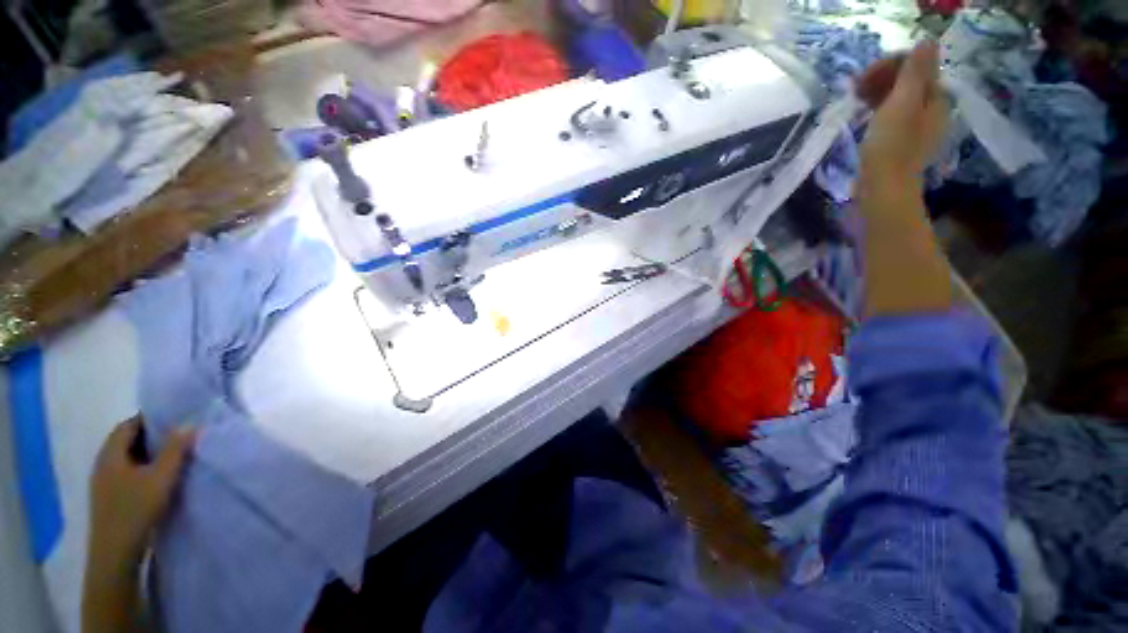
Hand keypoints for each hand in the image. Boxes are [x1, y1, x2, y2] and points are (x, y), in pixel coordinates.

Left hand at [89, 417, 194, 566]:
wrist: (115, 553)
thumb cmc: (136, 509)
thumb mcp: (161, 478)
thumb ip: (175, 450)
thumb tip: (189, 424)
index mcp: (110, 453)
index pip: (128, 425)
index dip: (150, 418)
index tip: (174, 417)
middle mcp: (103, 463)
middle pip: (126, 440)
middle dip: (151, 435)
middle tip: (179, 434)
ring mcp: (104, 482)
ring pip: (126, 458)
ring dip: (147, 453)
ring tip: (172, 455)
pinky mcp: (109, 497)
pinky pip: (126, 472)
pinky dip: (142, 467)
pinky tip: (157, 478)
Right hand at [857, 41, 949, 186]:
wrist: (882, 189)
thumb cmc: (890, 147)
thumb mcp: (902, 105)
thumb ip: (915, 72)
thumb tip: (928, 40)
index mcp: (935, 98)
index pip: (916, 66)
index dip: (889, 65)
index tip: (862, 79)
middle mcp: (930, 109)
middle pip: (909, 80)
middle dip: (882, 78)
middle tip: (855, 90)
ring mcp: (916, 127)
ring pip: (899, 97)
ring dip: (877, 93)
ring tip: (856, 101)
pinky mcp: (901, 141)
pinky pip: (892, 114)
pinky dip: (878, 109)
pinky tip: (863, 116)